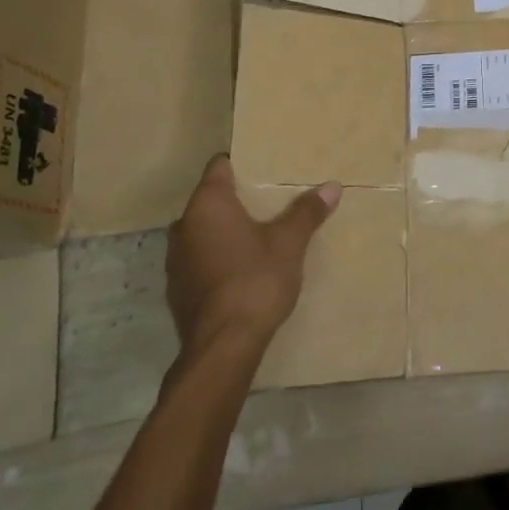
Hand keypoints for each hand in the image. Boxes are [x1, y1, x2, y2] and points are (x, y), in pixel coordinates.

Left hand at [165, 155, 338, 356]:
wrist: (223, 346)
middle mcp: (184, 226)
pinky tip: (242, 270)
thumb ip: (307, 212)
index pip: (219, 167)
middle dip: (237, 200)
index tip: (265, 167)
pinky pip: (200, 260)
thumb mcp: (290, 242)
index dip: (241, 163)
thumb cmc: (255, 279)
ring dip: (225, 232)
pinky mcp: (178, 291)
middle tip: (270, 202)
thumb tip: (333, 186)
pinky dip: (218, 258)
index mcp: (208, 205)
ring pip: (203, 232)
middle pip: (211, 200)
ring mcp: (176, 261)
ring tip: (258, 236)